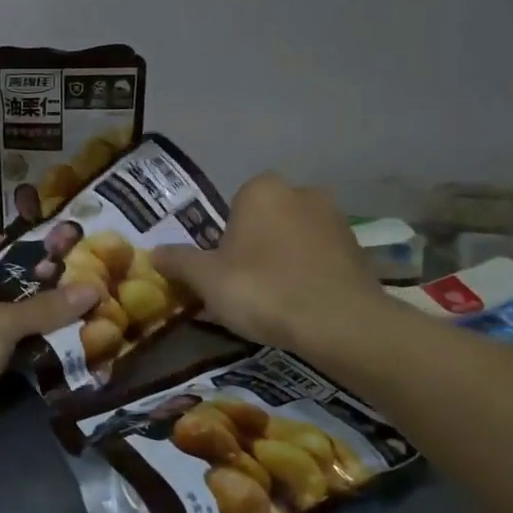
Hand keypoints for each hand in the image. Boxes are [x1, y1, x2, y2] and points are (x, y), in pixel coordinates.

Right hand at [152, 174, 375, 351]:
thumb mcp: (207, 279)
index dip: (225, 238)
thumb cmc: (263, 289)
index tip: (223, 270)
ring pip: (296, 237)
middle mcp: (301, 192)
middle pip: (267, 219)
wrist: (339, 323)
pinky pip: (321, 257)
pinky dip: (311, 274)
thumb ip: (179, 261)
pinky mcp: (358, 249)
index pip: (234, 206)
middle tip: (246, 285)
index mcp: (262, 189)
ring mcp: (335, 219)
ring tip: (276, 300)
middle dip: (256, 245)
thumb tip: (153, 253)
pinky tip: (303, 305)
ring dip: (285, 259)